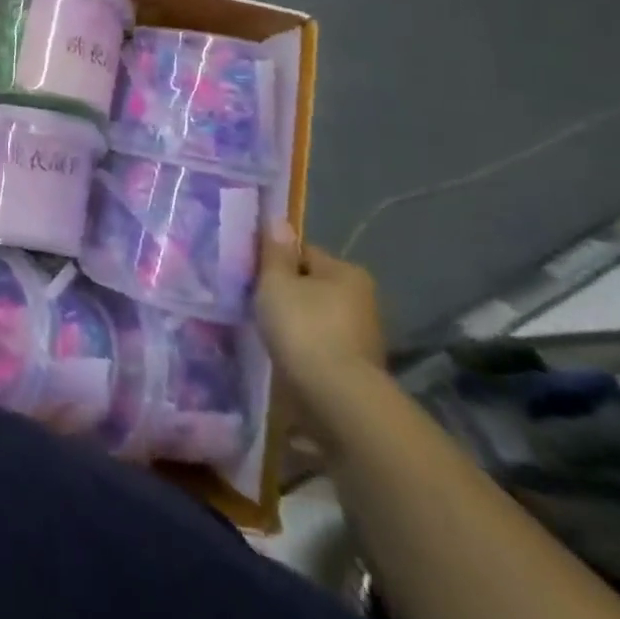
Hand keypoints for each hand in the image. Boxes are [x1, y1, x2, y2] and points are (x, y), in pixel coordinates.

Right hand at [256, 222, 387, 442]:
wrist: (339, 398)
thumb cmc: (304, 328)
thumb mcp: (276, 282)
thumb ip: (275, 252)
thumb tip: (278, 220)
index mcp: (347, 272)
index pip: (303, 253)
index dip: (276, 262)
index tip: (254, 277)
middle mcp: (363, 299)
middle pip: (312, 286)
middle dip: (288, 294)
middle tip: (258, 305)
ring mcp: (364, 336)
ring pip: (317, 317)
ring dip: (297, 323)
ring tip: (269, 333)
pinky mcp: (359, 367)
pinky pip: (323, 345)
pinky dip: (306, 348)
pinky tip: (287, 355)